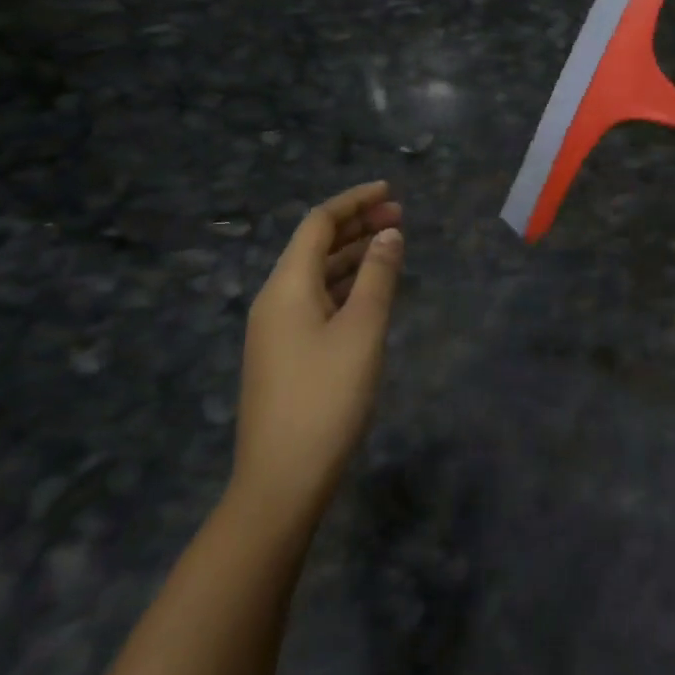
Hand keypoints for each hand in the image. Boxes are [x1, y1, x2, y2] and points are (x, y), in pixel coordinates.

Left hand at [229, 181, 403, 523]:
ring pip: (317, 275)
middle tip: (400, 216)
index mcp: (286, 286)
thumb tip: (389, 235)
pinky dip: (346, 285)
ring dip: (353, 255)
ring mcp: (277, 330)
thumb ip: (378, 276)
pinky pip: (317, 300)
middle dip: (357, 225)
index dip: (354, 201)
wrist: (280, 484)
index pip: (318, 223)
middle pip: (315, 246)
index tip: (390, 191)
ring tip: (392, 246)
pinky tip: (371, 291)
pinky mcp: (285, 355)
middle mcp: (275, 300)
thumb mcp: (362, 330)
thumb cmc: (325, 398)